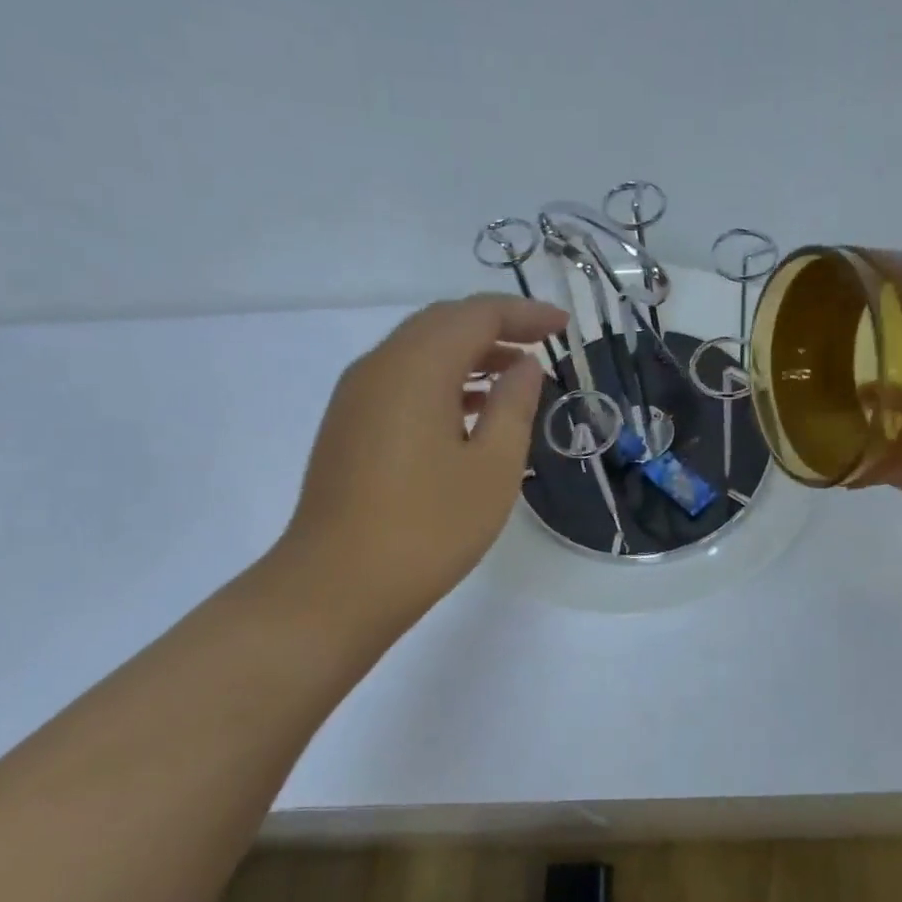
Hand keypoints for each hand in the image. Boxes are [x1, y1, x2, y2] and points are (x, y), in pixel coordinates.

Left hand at [264, 293, 567, 645]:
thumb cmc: (428, 528)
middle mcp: (379, 367)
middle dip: (496, 325)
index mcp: (416, 368)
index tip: (564, 327)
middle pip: (442, 323)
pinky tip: (472, 410)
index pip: (475, 315)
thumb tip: (525, 366)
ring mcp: (356, 396)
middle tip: (543, 342)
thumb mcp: (493, 468)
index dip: (523, 314)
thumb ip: (514, 406)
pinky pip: (402, 379)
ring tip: (516, 375)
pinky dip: (443, 379)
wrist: (336, 587)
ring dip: (470, 352)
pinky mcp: (349, 425)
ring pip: (420, 350)